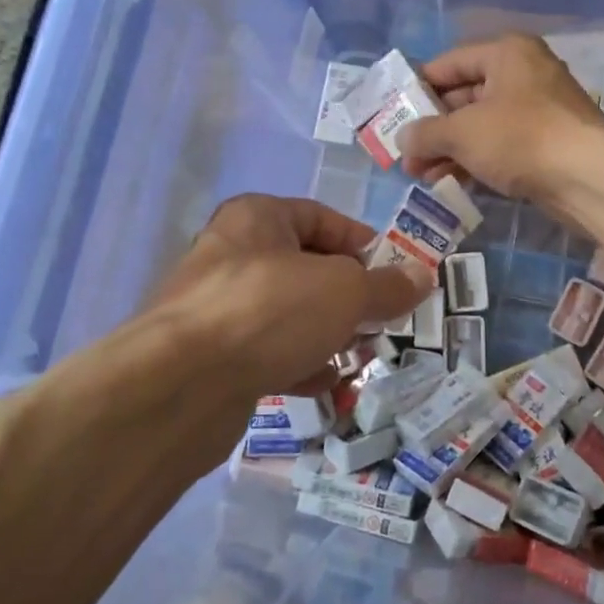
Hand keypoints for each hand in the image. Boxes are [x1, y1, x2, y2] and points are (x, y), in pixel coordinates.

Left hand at [147, 194, 431, 402]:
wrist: (181, 385)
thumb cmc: (270, 310)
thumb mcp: (345, 290)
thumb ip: (386, 285)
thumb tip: (422, 277)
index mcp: (258, 218)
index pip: (322, 218)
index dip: (363, 244)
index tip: (395, 274)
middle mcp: (233, 254)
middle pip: (307, 268)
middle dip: (349, 296)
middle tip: (380, 321)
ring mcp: (217, 307)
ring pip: (288, 313)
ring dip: (327, 333)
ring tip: (358, 355)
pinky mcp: (211, 355)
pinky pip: (266, 350)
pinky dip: (297, 363)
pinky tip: (323, 384)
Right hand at [397, 34, 603, 209]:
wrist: (590, 178)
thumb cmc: (521, 138)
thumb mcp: (462, 132)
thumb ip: (425, 133)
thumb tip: (402, 140)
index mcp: (506, 53)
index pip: (448, 64)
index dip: (417, 90)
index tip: (392, 116)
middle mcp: (523, 74)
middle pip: (464, 96)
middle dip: (432, 128)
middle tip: (404, 155)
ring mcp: (538, 110)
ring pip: (481, 125)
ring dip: (449, 149)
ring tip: (419, 176)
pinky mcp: (547, 143)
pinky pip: (500, 145)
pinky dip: (475, 159)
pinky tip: (450, 181)